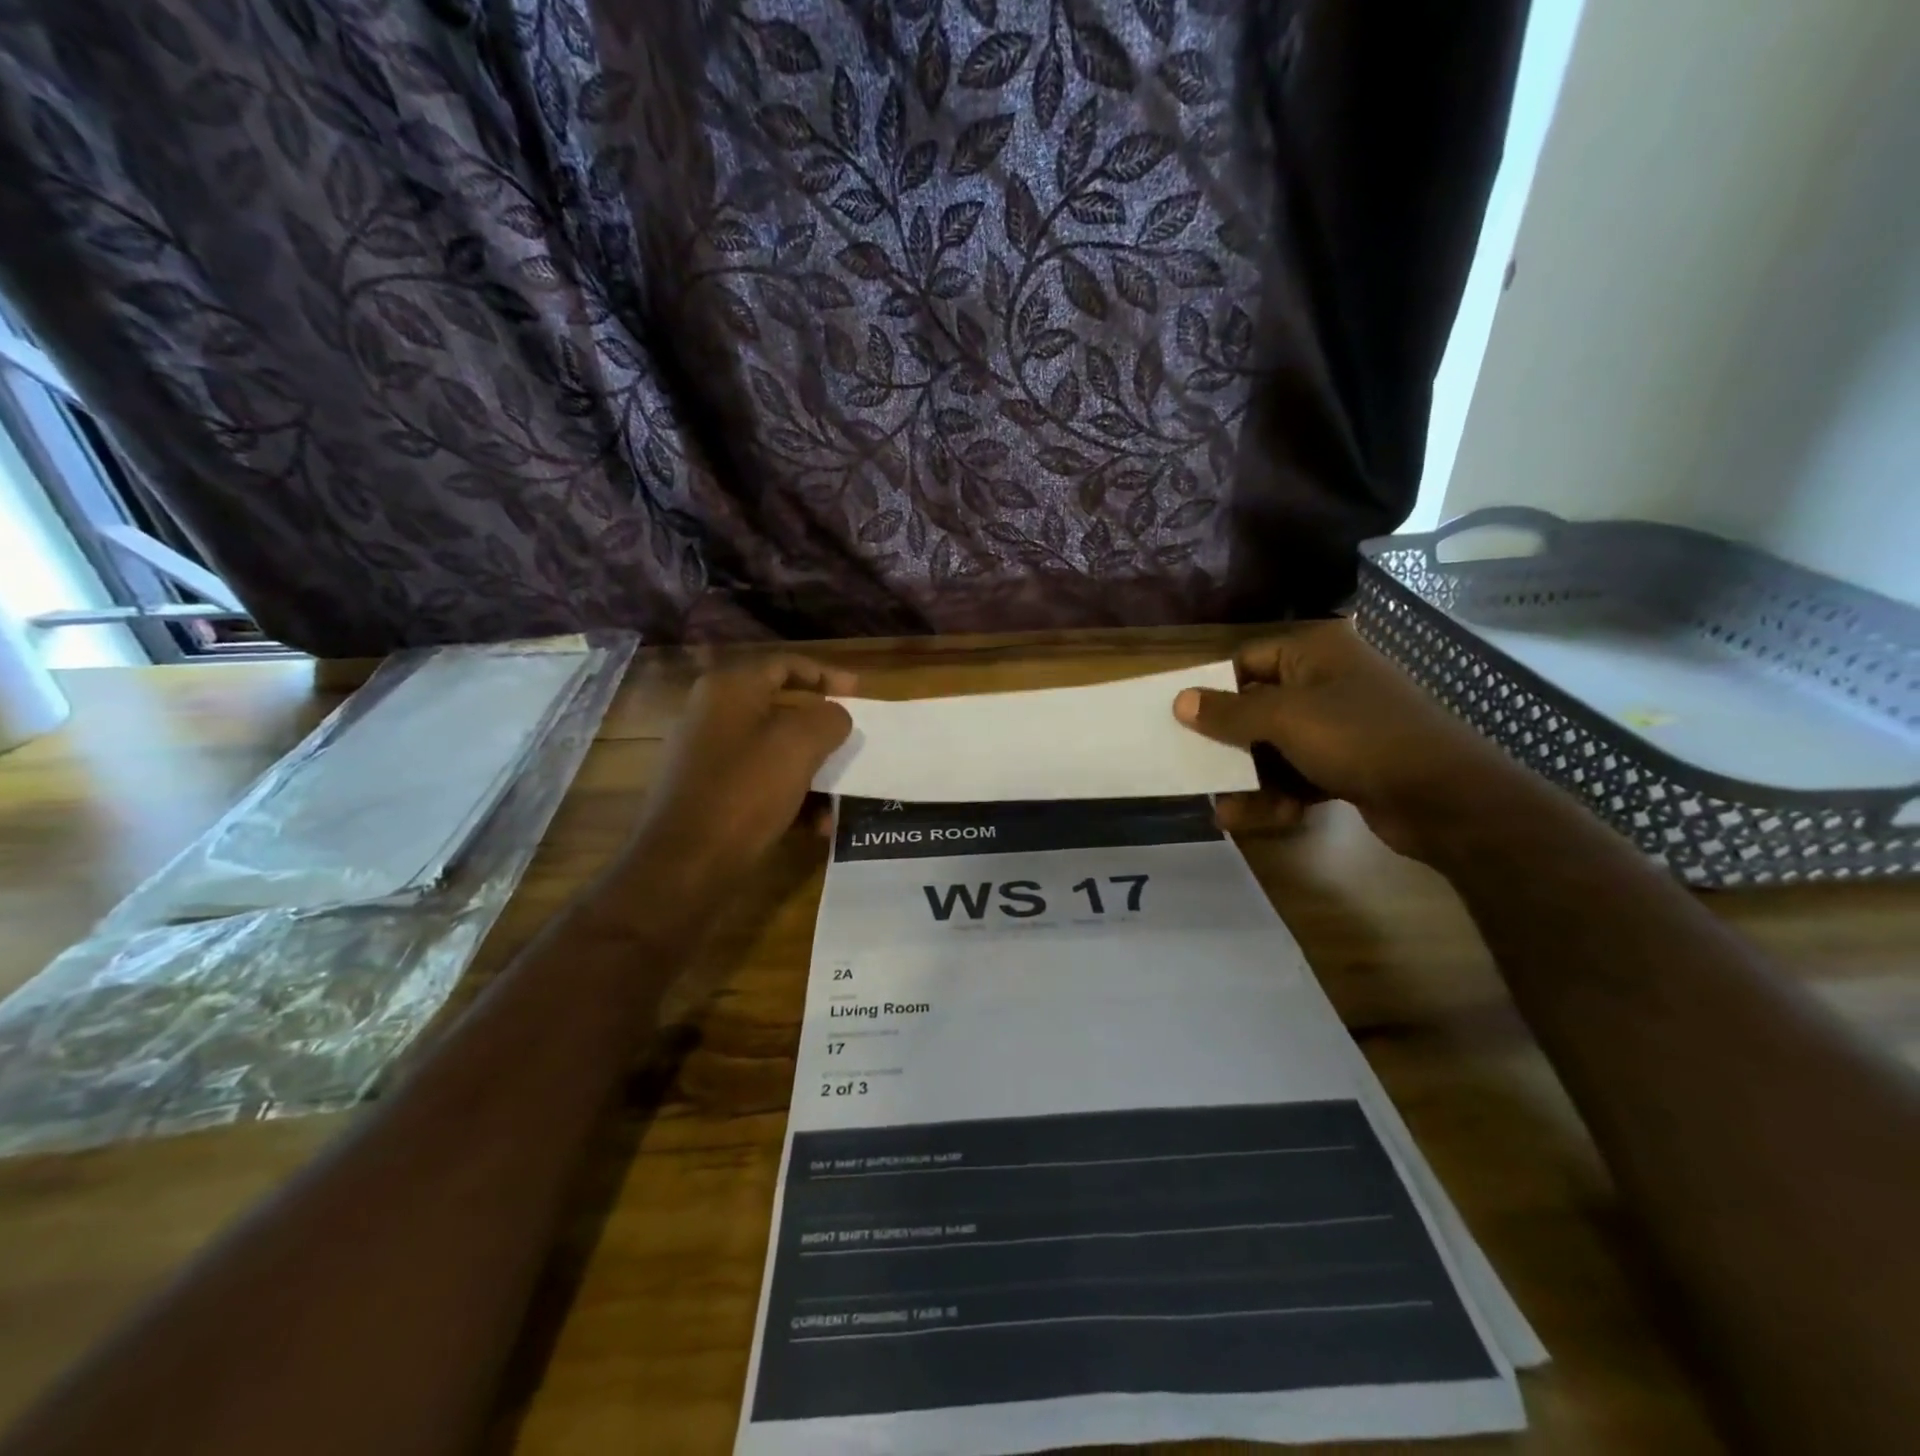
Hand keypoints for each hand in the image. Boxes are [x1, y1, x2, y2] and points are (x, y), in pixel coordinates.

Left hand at [635, 655, 855, 885]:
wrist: (685, 865)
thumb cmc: (745, 791)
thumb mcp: (799, 744)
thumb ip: (829, 718)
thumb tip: (835, 717)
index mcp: (729, 689)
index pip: (785, 665)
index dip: (827, 674)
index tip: (860, 694)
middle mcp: (713, 716)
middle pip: (781, 710)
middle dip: (822, 731)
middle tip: (853, 744)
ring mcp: (707, 758)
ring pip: (775, 752)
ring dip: (813, 772)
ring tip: (840, 798)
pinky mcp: (709, 796)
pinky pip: (760, 784)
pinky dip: (791, 798)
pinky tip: (816, 826)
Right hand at [1172, 621, 1523, 859]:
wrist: (1446, 798)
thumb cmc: (1359, 738)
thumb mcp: (1284, 719)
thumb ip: (1229, 712)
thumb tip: (1180, 700)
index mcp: (1315, 653)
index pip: (1247, 661)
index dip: (1214, 689)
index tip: (1181, 720)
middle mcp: (1325, 683)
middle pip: (1256, 709)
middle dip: (1229, 746)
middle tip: (1197, 769)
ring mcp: (1339, 727)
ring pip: (1274, 749)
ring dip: (1250, 780)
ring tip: (1228, 810)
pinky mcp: (1348, 766)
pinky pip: (1298, 776)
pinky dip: (1279, 796)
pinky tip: (1265, 819)